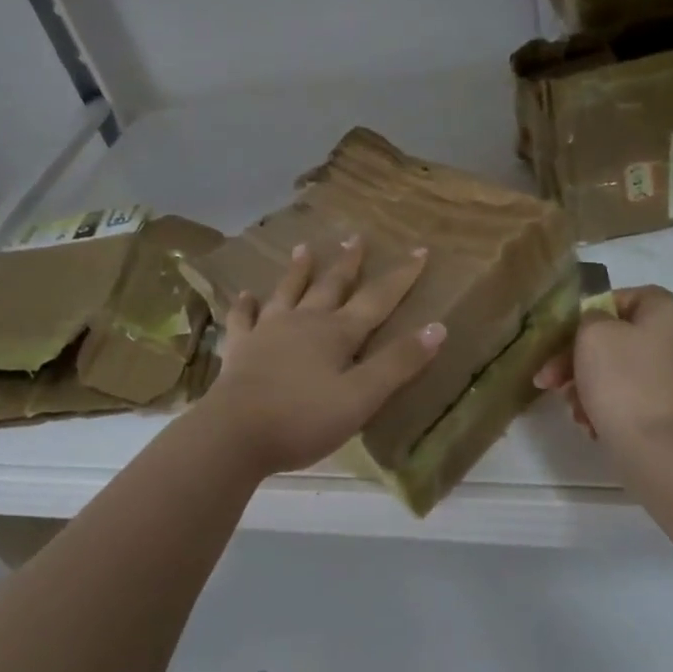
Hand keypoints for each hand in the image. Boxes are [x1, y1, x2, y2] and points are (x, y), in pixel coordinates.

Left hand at [199, 237, 445, 476]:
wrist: (235, 433)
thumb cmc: (303, 419)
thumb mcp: (362, 398)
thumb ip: (398, 364)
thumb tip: (437, 327)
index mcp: (337, 333)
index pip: (377, 299)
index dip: (401, 276)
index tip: (419, 250)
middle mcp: (304, 322)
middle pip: (331, 286)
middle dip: (348, 263)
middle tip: (356, 238)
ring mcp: (268, 332)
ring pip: (288, 292)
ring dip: (298, 271)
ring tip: (304, 248)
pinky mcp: (241, 348)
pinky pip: (243, 319)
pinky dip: (246, 305)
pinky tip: (245, 295)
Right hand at [534, 285, 672, 447]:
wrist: (660, 450)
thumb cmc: (624, 382)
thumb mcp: (592, 334)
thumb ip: (589, 317)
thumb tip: (599, 326)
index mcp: (669, 312)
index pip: (624, 297)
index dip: (590, 313)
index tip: (565, 337)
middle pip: (619, 336)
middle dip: (577, 358)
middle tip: (549, 380)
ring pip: (621, 368)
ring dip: (587, 384)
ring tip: (571, 408)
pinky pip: (634, 393)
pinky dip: (609, 403)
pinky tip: (590, 423)